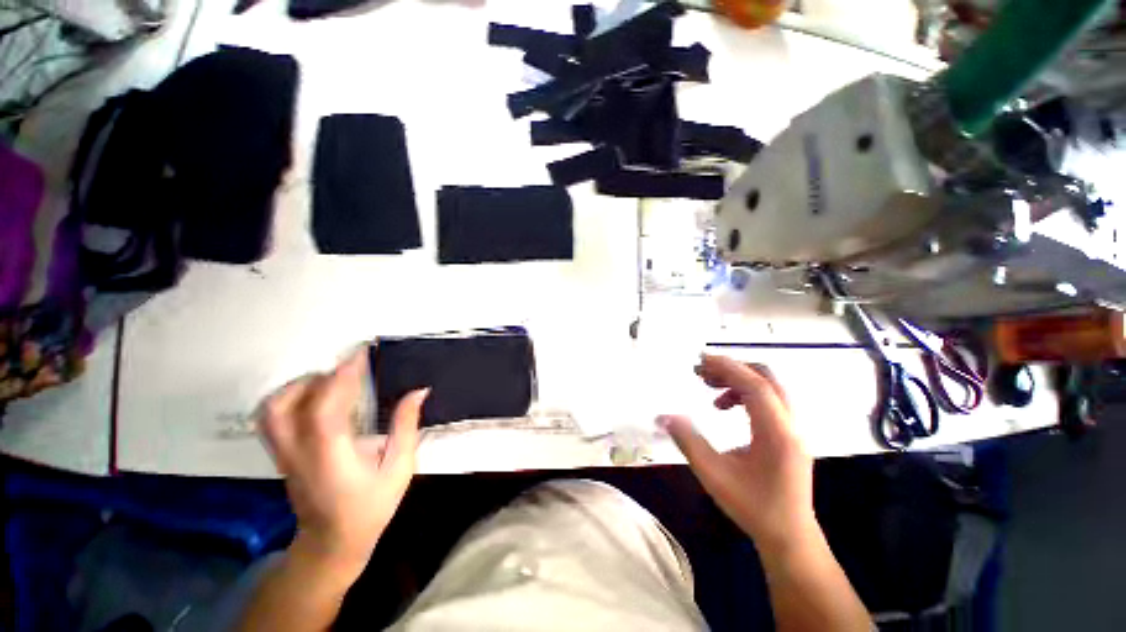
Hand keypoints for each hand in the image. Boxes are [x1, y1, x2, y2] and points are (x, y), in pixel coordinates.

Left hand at [259, 349, 427, 575]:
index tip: (361, 354)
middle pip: (290, 403)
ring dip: (300, 385)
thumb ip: (406, 427)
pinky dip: (289, 396)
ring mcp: (284, 454)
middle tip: (353, 368)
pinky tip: (315, 395)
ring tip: (332, 379)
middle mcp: (299, 452)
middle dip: (323, 376)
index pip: (325, 408)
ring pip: (272, 409)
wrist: (332, 543)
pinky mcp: (280, 455)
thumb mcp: (399, 468)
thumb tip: (418, 391)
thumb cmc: (371, 508)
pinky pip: (272, 417)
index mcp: (331, 457)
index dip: (341, 376)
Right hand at [658, 354, 814, 547]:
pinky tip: (724, 407)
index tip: (700, 361)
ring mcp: (793, 429)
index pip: (755, 386)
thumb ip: (688, 441)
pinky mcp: (789, 434)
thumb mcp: (714, 475)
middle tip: (701, 372)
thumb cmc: (753, 507)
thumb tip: (664, 415)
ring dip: (737, 380)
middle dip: (732, 369)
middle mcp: (790, 425)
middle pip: (766, 378)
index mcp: (777, 433)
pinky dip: (745, 394)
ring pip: (768, 388)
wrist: (789, 536)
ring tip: (709, 388)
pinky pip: (768, 401)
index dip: (727, 367)